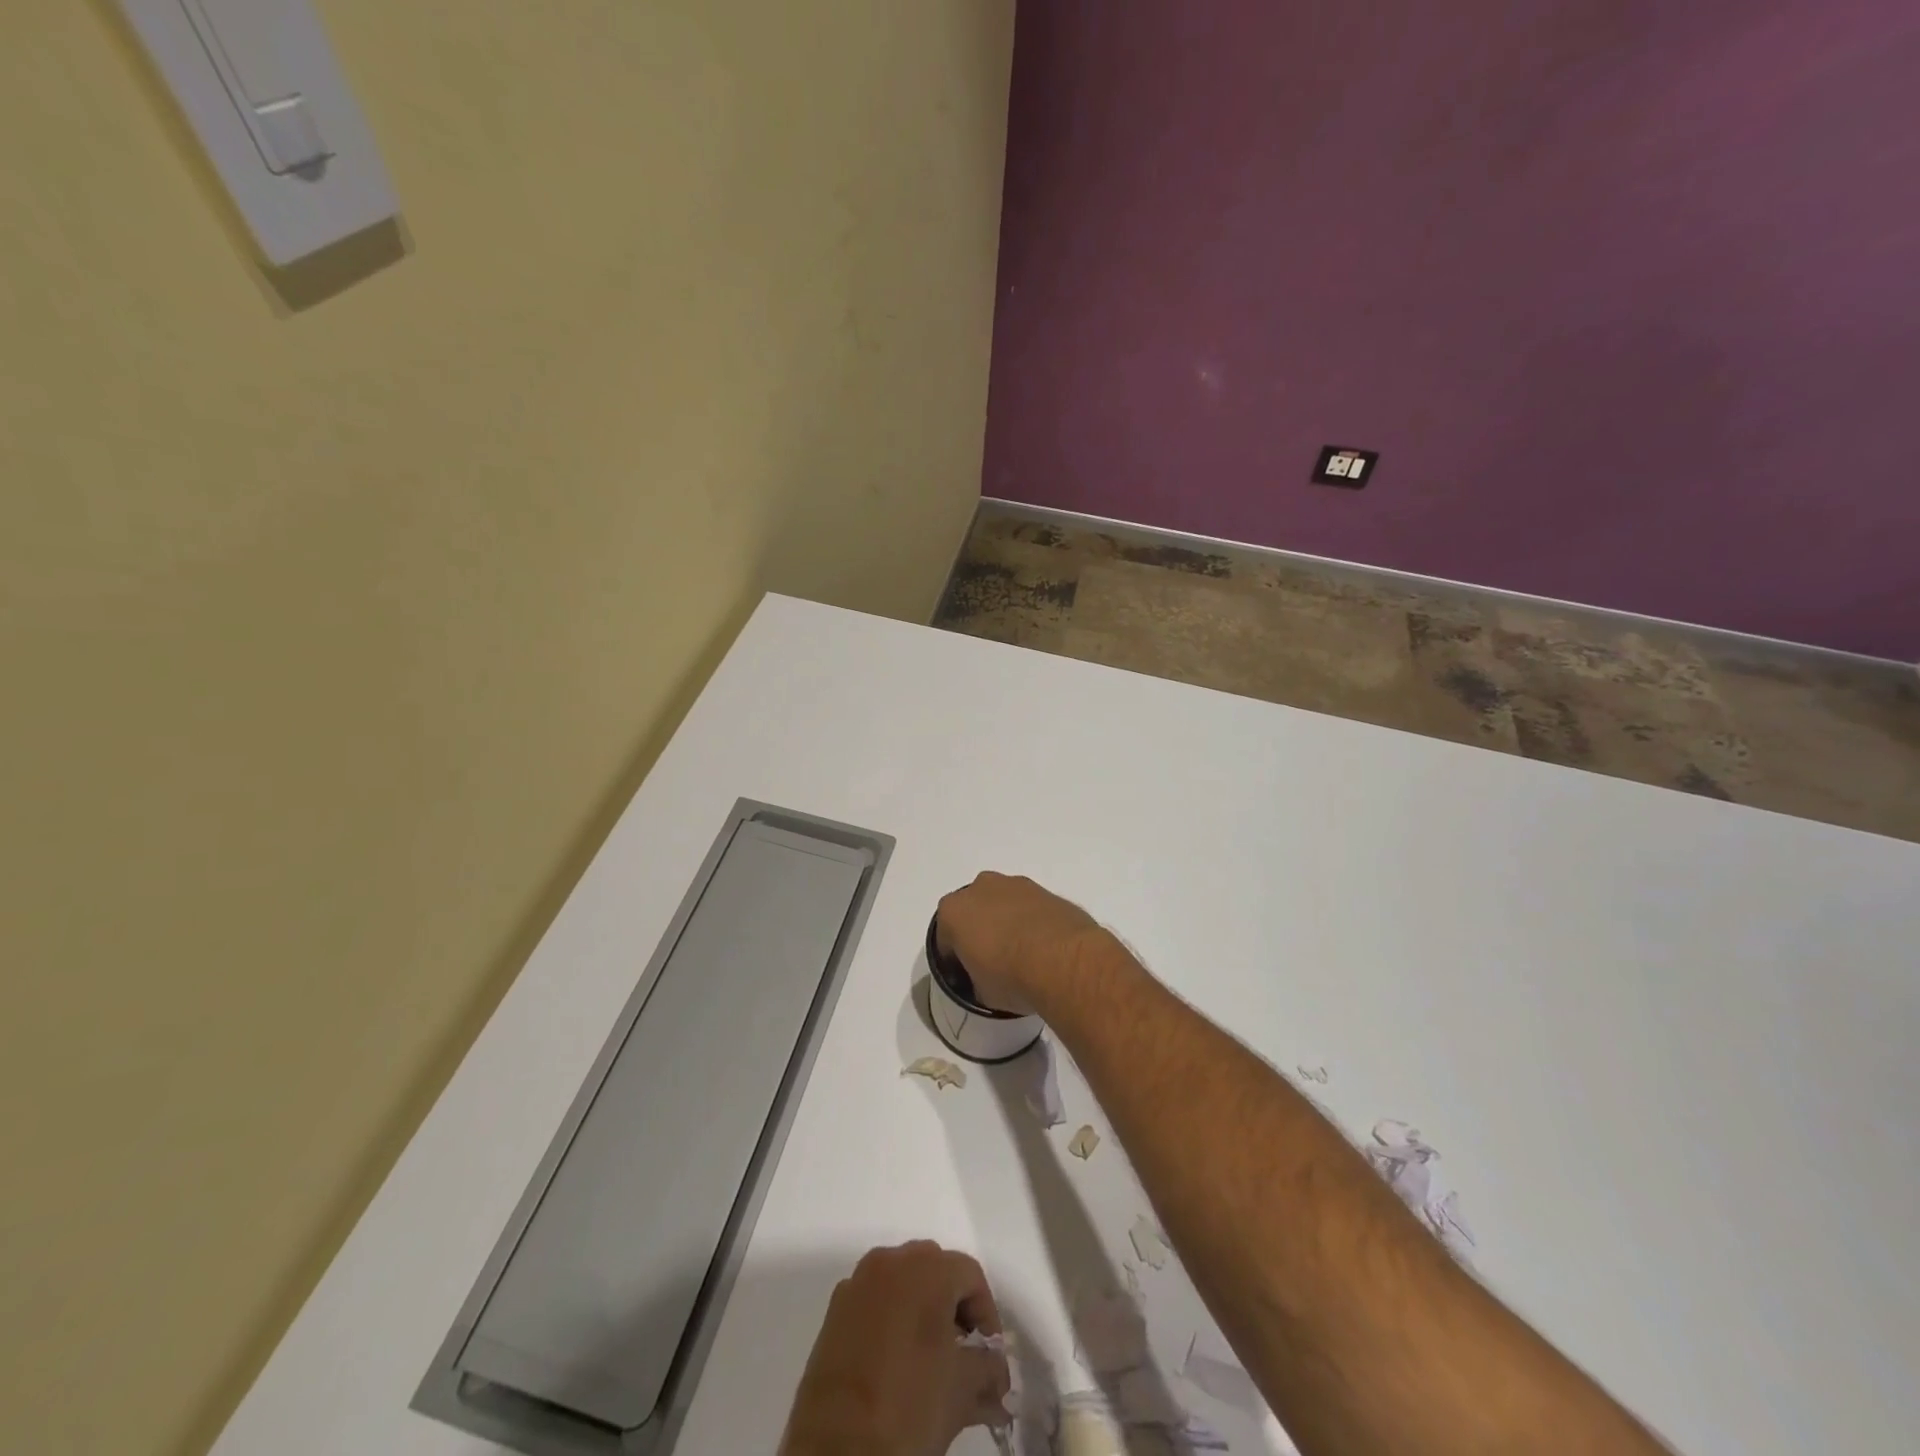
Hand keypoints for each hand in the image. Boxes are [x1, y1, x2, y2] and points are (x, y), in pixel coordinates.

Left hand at [780, 1241, 1009, 1455]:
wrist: (839, 1445)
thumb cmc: (909, 1404)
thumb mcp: (962, 1391)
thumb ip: (988, 1372)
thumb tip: (998, 1375)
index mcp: (926, 1268)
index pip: (970, 1275)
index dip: (987, 1315)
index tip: (990, 1357)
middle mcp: (891, 1261)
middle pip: (936, 1271)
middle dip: (954, 1309)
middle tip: (963, 1354)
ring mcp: (859, 1282)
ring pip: (903, 1283)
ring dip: (922, 1312)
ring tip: (931, 1361)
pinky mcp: (835, 1309)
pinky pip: (874, 1301)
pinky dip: (891, 1319)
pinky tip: (896, 1363)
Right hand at [935, 872, 1106, 1015]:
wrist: (1064, 961)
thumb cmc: (1010, 977)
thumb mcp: (982, 993)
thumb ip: (976, 980)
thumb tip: (986, 981)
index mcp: (953, 911)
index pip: (945, 938)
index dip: (954, 959)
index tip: (966, 977)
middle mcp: (981, 888)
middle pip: (973, 911)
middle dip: (980, 931)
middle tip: (993, 962)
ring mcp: (1016, 885)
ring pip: (1003, 903)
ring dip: (1008, 922)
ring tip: (1024, 955)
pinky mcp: (1047, 890)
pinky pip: (1031, 907)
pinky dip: (1033, 921)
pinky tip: (1045, 948)